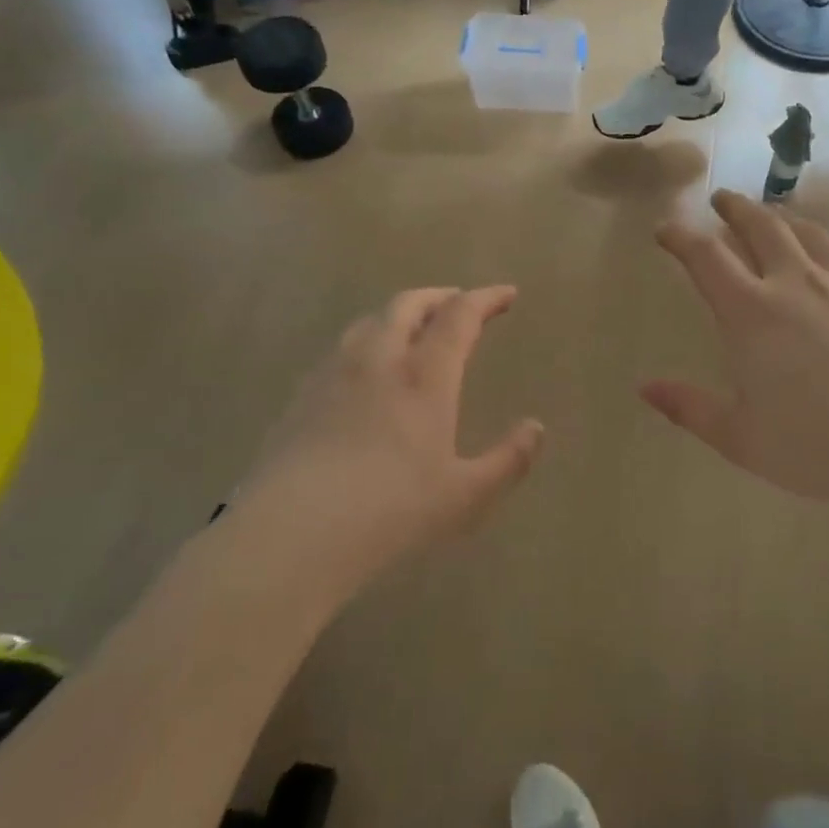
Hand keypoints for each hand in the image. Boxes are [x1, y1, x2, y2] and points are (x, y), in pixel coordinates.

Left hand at [229, 288, 543, 602]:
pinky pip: (342, 349)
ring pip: (370, 321)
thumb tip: (535, 428)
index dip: (486, 298)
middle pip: (409, 304)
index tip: (507, 294)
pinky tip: (365, 370)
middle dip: (440, 296)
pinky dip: (367, 341)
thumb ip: (507, 460)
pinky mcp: (302, 395)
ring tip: (414, 328)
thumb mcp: (465, 495)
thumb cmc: (391, 511)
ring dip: (400, 314)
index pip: (460, 315)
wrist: (293, 533)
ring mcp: (334, 373)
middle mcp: (379, 359)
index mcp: (424, 375)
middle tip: (460, 302)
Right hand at [643, 192, 828, 512]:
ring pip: (806, 231)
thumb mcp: (741, 438)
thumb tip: (644, 387)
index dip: (680, 237)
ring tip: (770, 214)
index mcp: (751, 312)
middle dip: (734, 208)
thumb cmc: (818, 445)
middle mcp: (793, 283)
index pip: (706, 257)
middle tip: (721, 199)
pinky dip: (827, 248)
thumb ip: (689, 408)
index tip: (665, 228)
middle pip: (759, 226)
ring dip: (780, 216)